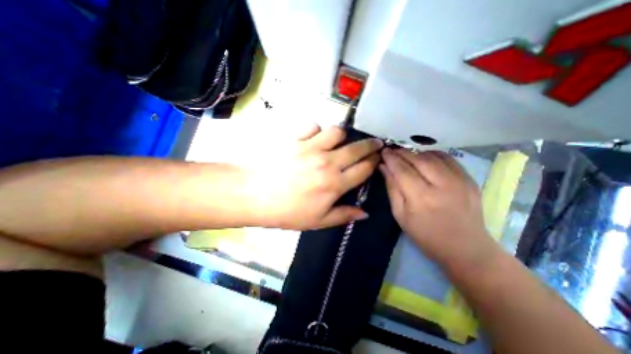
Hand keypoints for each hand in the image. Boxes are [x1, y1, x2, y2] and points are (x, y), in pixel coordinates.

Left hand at [247, 126, 384, 231]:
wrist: (255, 195)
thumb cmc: (287, 212)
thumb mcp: (318, 221)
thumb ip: (343, 215)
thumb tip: (365, 213)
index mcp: (335, 183)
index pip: (364, 169)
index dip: (374, 162)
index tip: (377, 158)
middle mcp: (328, 162)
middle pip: (357, 148)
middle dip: (370, 145)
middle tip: (374, 144)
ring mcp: (311, 147)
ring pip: (337, 132)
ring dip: (342, 136)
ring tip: (338, 142)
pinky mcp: (295, 139)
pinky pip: (312, 126)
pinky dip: (315, 130)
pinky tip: (312, 138)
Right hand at [379, 148, 497, 268]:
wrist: (465, 248)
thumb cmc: (425, 235)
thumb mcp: (400, 215)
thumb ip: (392, 188)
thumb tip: (384, 167)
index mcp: (421, 198)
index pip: (402, 170)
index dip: (391, 158)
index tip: (383, 151)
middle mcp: (442, 185)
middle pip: (418, 159)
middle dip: (402, 152)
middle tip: (392, 150)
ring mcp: (460, 181)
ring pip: (433, 156)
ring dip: (416, 152)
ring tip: (406, 155)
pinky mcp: (470, 179)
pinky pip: (449, 158)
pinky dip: (433, 155)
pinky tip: (425, 158)